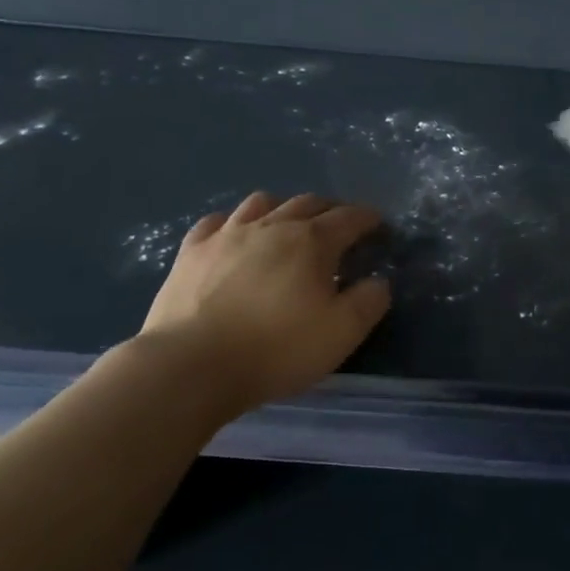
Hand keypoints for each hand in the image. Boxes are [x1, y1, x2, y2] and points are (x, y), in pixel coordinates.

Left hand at [139, 192, 391, 409]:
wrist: (191, 367)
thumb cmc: (277, 349)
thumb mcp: (343, 333)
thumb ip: (370, 301)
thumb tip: (377, 281)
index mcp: (312, 242)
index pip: (349, 218)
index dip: (367, 218)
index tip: (378, 225)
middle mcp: (272, 226)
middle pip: (308, 203)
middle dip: (330, 209)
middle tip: (340, 224)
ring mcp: (227, 236)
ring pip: (261, 203)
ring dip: (283, 208)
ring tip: (288, 225)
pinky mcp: (191, 253)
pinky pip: (216, 222)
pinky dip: (234, 223)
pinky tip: (235, 237)